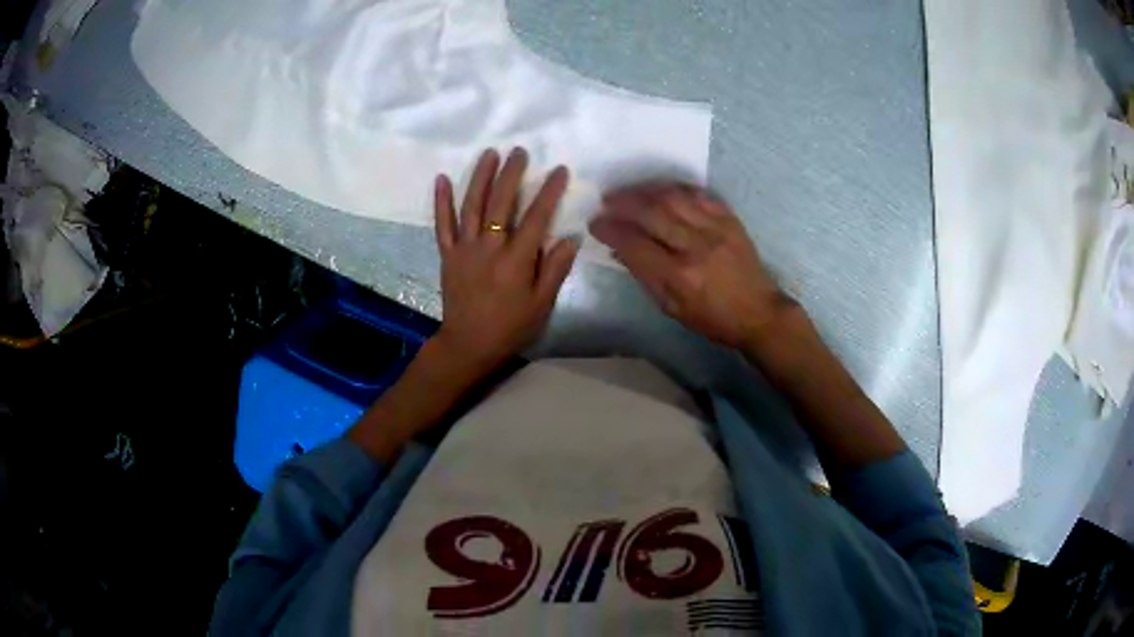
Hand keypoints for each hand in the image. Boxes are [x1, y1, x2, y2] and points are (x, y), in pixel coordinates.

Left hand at [433, 148, 579, 375]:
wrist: (469, 344)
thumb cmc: (510, 327)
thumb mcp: (541, 304)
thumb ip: (555, 269)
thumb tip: (570, 238)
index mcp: (515, 259)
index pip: (536, 217)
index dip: (549, 192)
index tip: (559, 170)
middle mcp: (489, 247)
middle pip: (501, 202)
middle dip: (512, 174)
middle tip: (520, 151)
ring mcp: (464, 248)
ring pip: (471, 206)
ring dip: (480, 177)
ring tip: (489, 153)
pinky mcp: (448, 254)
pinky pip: (443, 224)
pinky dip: (441, 201)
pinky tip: (441, 179)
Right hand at [590, 183, 787, 349]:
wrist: (759, 312)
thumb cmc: (712, 318)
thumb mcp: (672, 309)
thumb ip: (644, 276)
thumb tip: (619, 249)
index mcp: (679, 277)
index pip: (634, 244)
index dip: (610, 230)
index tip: (595, 223)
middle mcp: (696, 247)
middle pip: (651, 213)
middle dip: (623, 203)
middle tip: (606, 201)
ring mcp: (716, 228)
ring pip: (673, 197)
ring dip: (645, 190)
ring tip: (628, 192)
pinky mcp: (729, 219)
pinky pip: (697, 194)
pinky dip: (674, 188)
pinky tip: (659, 190)